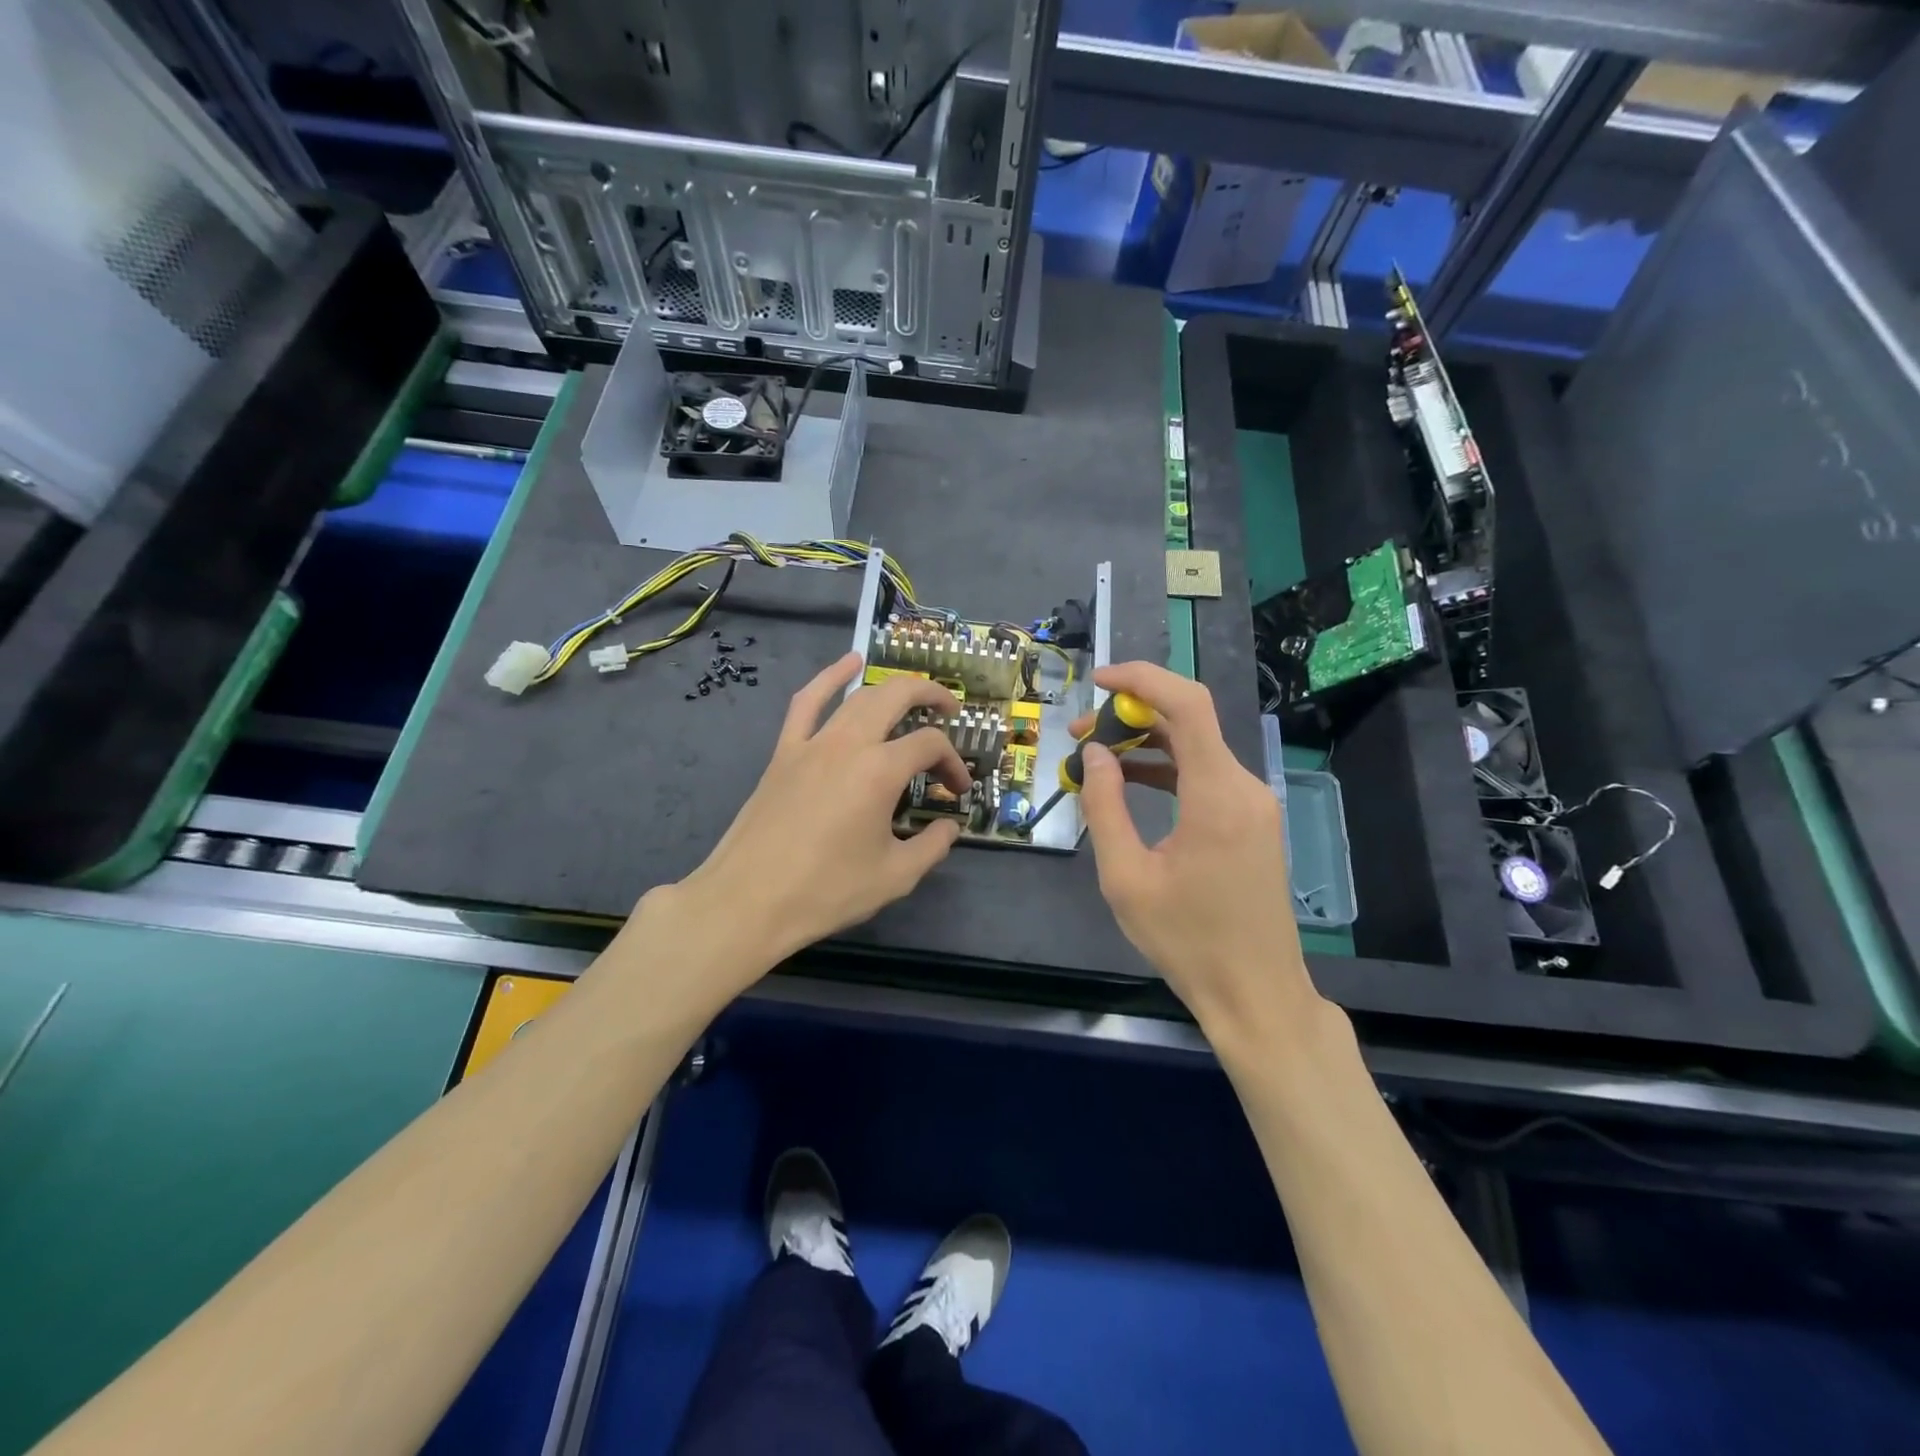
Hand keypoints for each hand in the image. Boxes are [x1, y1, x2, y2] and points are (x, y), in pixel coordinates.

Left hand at [672, 652, 970, 975]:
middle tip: (950, 712)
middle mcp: (848, 744)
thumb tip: (949, 827)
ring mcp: (812, 743)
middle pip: (897, 697)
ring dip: (891, 687)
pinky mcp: (784, 752)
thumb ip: (932, 847)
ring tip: (913, 693)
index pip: (930, 746)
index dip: (953, 763)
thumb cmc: (826, 891)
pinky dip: (829, 677)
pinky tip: (848, 663)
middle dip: (931, 697)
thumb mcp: (894, 877)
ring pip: (858, 696)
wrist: (749, 901)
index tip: (958, 792)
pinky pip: (807, 702)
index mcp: (880, 771)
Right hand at [1074, 662, 1319, 1033]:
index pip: (1187, 705)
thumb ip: (1105, 806)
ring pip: (1196, 748)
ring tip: (1093, 755)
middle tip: (1078, 731)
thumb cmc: (1186, 941)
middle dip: (1130, 714)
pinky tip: (1129, 781)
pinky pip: (1205, 776)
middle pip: (1189, 721)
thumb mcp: (1126, 877)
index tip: (1096, 681)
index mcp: (1217, 795)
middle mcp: (1243, 787)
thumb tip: (1094, 751)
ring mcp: (1252, 804)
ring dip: (1146, 743)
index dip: (1141, 679)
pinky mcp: (1250, 822)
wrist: (1255, 993)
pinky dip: (1167, 769)